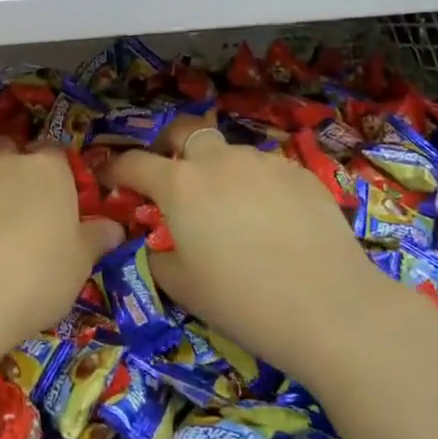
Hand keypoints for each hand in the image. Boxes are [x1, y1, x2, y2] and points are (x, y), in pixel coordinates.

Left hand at [0, 140, 122, 362]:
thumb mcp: (79, 266)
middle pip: (11, 154)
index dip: (59, 176)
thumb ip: (96, 240)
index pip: (56, 154)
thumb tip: (113, 228)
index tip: (60, 204)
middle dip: (15, 175)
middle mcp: (2, 164)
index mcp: (46, 171)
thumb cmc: (33, 278)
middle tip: (22, 216)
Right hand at [103, 116, 408, 387]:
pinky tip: (270, 221)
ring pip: (228, 153)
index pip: (133, 163)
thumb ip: (156, 256)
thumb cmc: (242, 300)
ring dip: (216, 170)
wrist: (330, 307)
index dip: (114, 169)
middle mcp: (218, 161)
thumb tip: (156, 243)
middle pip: (184, 131)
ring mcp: (263, 162)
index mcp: (180, 184)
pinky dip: (254, 186)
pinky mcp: (300, 173)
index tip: (107, 178)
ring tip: (228, 209)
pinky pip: (264, 170)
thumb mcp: (182, 286)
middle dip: (167, 145)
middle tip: (167, 174)